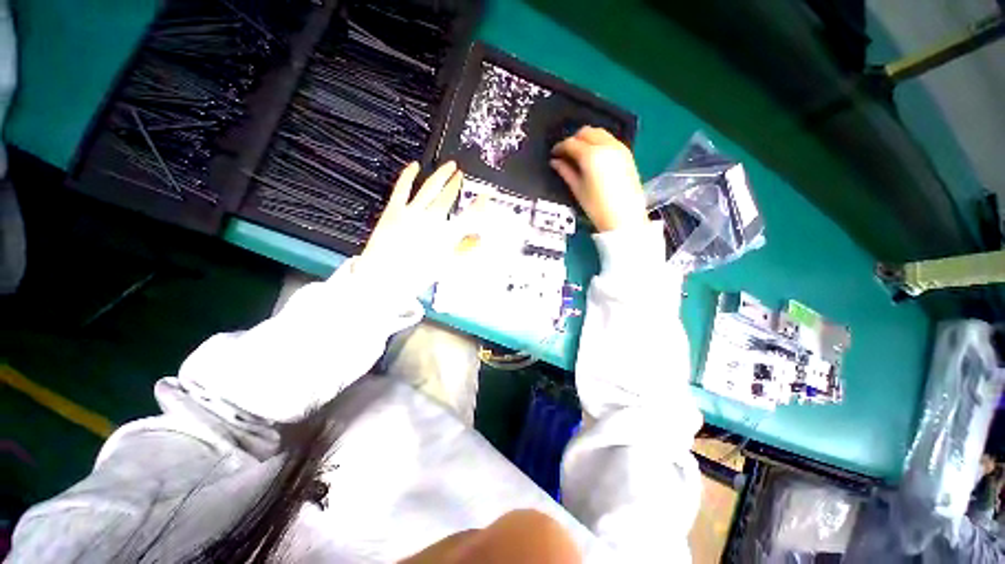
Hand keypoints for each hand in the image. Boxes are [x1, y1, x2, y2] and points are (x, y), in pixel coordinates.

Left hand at [355, 161, 477, 296]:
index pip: (469, 216)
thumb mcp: (446, 266)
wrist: (384, 278)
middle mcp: (431, 220)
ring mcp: (412, 213)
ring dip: (441, 175)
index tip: (484, 196)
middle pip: (449, 196)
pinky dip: (409, 175)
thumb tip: (478, 240)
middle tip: (462, 175)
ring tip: (449, 166)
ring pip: (430, 188)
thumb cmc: (415, 275)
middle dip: (457, 184)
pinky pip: (403, 188)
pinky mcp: (394, 210)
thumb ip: (464, 250)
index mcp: (446, 235)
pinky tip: (414, 166)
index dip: (479, 204)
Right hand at [550, 126, 647, 231]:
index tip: (554, 154)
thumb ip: (565, 171)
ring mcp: (619, 148)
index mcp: (591, 155)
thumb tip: (555, 162)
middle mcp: (606, 145)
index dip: (560, 147)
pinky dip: (599, 143)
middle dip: (574, 139)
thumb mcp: (577, 189)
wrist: (624, 217)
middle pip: (586, 132)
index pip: (571, 143)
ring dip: (587, 139)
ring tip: (579, 154)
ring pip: (599, 133)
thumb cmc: (597, 207)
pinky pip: (609, 139)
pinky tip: (594, 157)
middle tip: (566, 153)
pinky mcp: (627, 154)